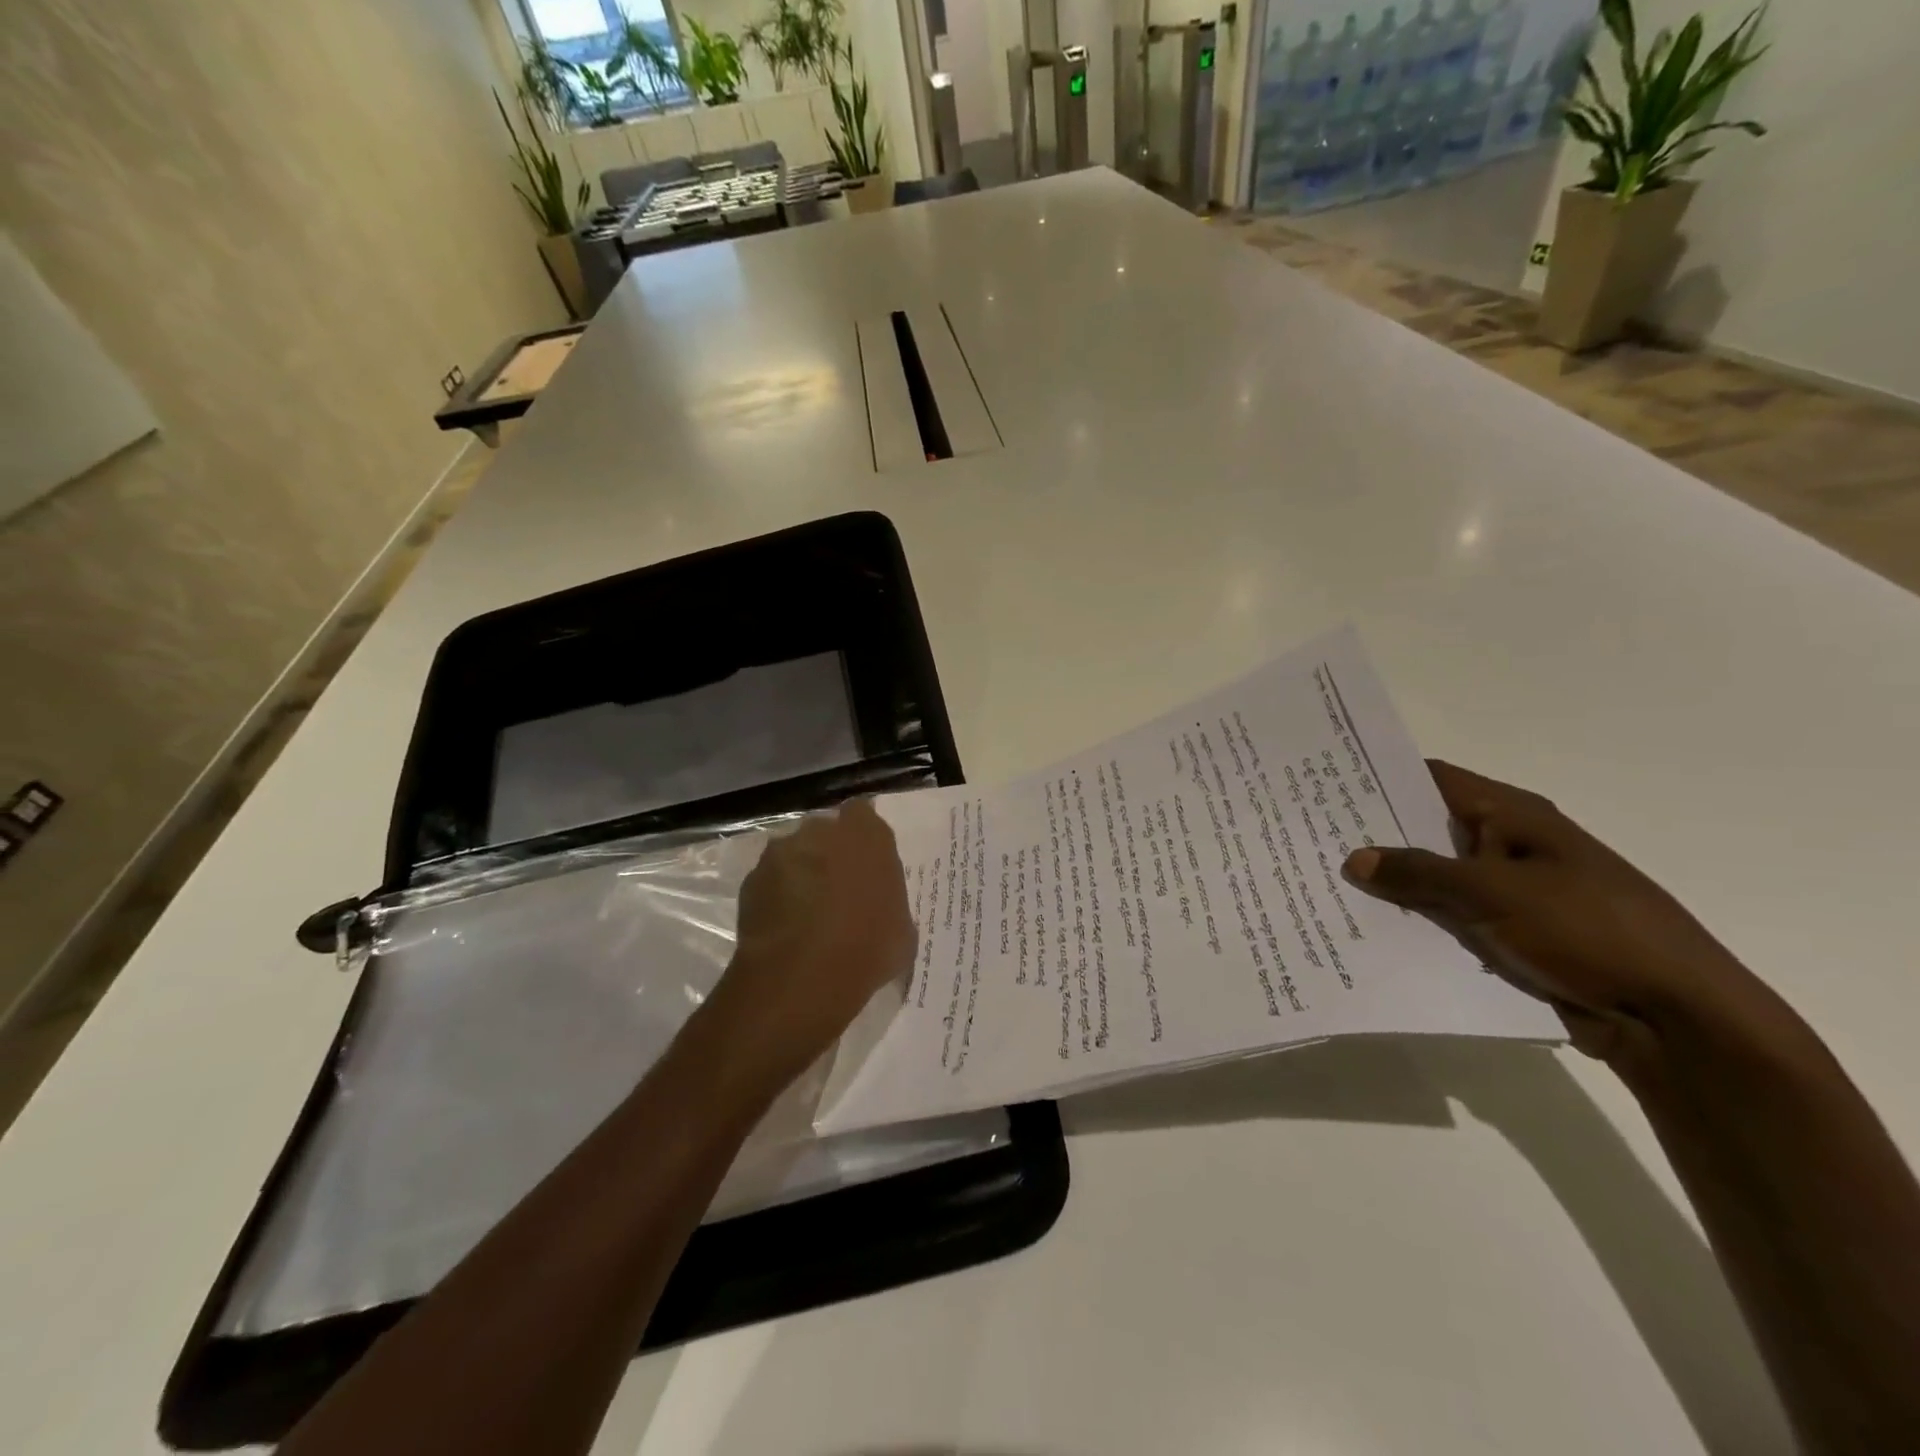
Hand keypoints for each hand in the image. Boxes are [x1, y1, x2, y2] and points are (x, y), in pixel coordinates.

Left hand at [706, 798, 916, 1085]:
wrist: (802, 977)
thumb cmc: (868, 949)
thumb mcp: (902, 927)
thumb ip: (888, 900)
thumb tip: (876, 906)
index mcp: (867, 833)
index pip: (863, 814)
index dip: (862, 838)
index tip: (866, 863)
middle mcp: (822, 829)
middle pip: (826, 831)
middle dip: (830, 852)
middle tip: (839, 890)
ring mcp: (782, 852)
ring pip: (795, 853)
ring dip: (802, 873)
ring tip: (807, 913)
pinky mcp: (752, 878)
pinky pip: (771, 880)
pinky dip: (777, 896)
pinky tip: (785, 928)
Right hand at [1342, 761, 1784, 1072]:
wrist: (1675, 1018)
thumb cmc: (1589, 931)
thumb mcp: (1494, 893)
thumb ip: (1419, 873)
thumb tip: (1354, 859)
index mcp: (1514, 817)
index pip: (1432, 780)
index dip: (1380, 777)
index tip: (1325, 784)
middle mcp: (1509, 846)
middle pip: (1428, 829)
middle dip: (1375, 834)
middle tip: (1311, 836)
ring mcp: (1511, 892)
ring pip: (1435, 879)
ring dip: (1393, 884)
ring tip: (1327, 883)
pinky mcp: (1512, 934)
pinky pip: (1450, 918)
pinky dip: (1416, 920)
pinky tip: (1371, 927)